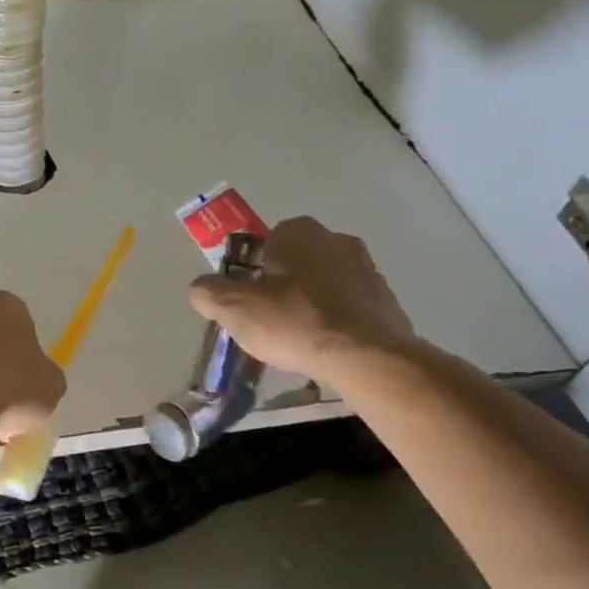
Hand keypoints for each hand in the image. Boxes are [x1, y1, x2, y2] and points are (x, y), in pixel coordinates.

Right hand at [189, 216, 417, 380]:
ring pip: (325, 282)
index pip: (265, 242)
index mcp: (298, 231)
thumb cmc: (294, 321)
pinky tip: (325, 346)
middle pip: (296, 261)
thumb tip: (201, 288)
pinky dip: (336, 321)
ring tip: (298, 338)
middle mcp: (336, 239)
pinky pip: (349, 306)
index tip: (247, 298)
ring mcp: (367, 269)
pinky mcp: (387, 300)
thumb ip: (208, 292)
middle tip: (269, 318)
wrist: (367, 357)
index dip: (252, 270)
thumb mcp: (233, 308)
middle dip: (282, 285)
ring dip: (310, 302)